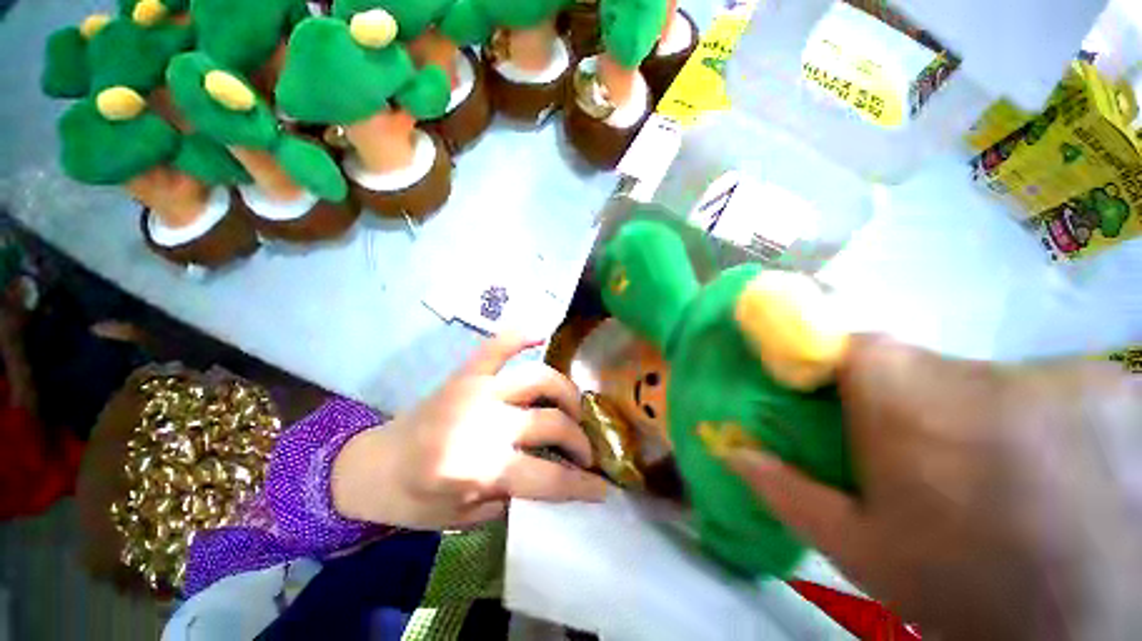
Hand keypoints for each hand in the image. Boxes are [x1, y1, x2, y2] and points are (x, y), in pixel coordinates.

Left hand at [332, 335, 607, 529]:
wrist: (369, 468)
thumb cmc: (413, 502)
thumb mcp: (464, 518)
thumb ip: (510, 499)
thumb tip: (549, 482)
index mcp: (481, 469)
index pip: (551, 478)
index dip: (585, 487)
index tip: (604, 490)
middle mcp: (483, 425)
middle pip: (553, 426)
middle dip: (580, 445)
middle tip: (584, 460)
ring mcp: (473, 393)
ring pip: (539, 382)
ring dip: (566, 397)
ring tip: (572, 414)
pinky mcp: (460, 377)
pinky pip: (495, 348)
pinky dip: (518, 335)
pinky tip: (541, 331)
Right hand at [729, 336, 1141, 639]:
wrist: (1046, 547)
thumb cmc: (940, 553)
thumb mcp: (857, 542)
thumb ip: (793, 491)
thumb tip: (736, 451)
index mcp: (882, 382)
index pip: (818, 341)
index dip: (796, 369)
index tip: (787, 409)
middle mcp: (933, 357)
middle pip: (877, 367)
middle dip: (857, 409)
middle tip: (860, 468)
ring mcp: (983, 366)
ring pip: (929, 383)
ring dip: (914, 422)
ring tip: (925, 484)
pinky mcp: (1023, 380)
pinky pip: (970, 394)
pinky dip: (959, 425)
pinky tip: (972, 475)